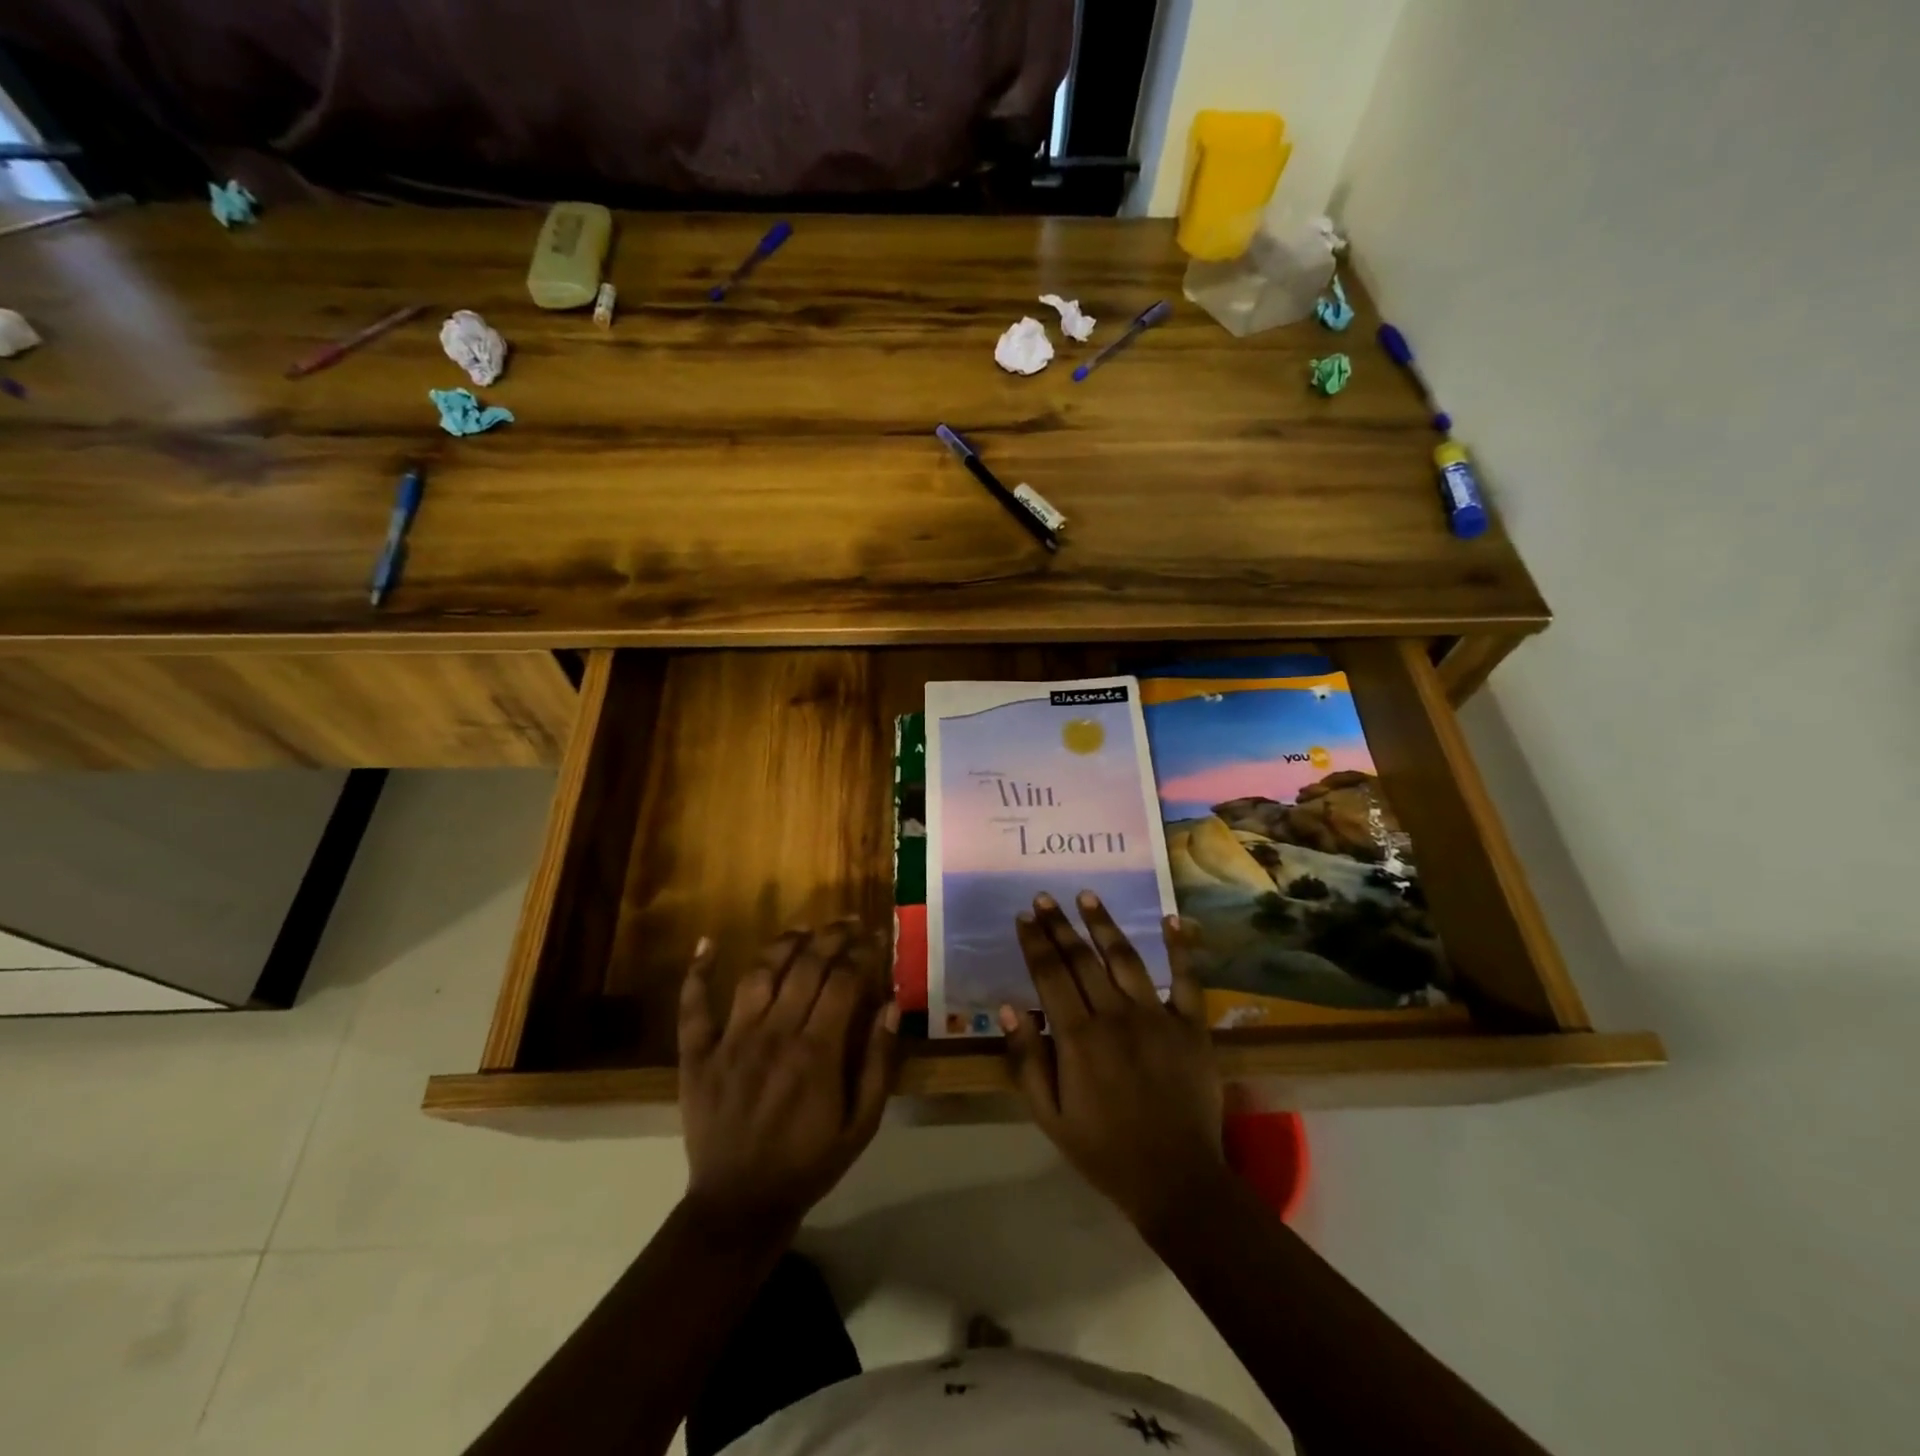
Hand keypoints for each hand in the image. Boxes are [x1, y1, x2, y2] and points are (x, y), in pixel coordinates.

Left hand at [678, 920, 899, 1238]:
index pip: (843, 980)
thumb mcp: (862, 1124)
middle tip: (848, 924)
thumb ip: (879, 1062)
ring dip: (783, 943)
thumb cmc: (809, 1164)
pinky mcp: (697, 1054)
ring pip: (758, 973)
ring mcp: (731, 1040)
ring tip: (803, 929)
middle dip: (831, 936)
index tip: (875, 939)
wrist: (739, 1207)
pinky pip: (693, 1006)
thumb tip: (890, 1003)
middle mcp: (774, 1034)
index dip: (862, 952)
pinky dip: (697, 972)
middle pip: (805, 965)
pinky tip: (708, 942)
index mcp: (817, 1052)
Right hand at [1001, 892, 1223, 1234]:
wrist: (1175, 1180)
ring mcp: (1157, 1017)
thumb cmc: (1104, 1149)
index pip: (1049, 975)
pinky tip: (1172, 918)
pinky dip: (1180, 948)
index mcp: (1078, 1037)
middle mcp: (1116, 1016)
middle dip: (1059, 925)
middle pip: (1082, 959)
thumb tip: (1008, 1007)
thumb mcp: (1049, 1115)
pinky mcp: (1192, 1026)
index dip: (1034, 943)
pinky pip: (1186, 979)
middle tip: (1044, 897)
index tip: (1023, 917)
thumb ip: (1026, 1059)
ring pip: (1125, 958)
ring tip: (1087, 896)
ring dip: (1104, 924)